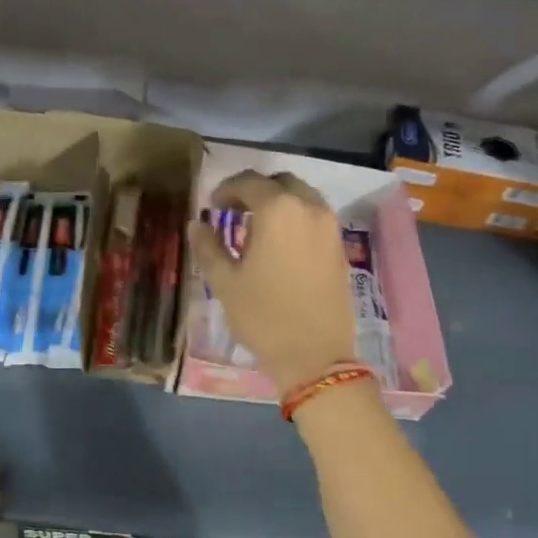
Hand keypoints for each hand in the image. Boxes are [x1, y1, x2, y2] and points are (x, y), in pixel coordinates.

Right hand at [186, 170, 356, 397]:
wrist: (315, 355)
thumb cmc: (263, 317)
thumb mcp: (225, 283)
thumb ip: (209, 247)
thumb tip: (197, 224)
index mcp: (278, 210)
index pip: (249, 182)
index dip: (226, 189)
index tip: (213, 206)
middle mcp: (309, 208)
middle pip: (280, 183)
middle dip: (255, 191)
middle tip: (234, 211)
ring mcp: (330, 227)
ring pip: (302, 197)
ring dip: (278, 203)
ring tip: (257, 228)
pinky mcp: (340, 246)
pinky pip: (315, 217)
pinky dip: (296, 218)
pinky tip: (280, 244)